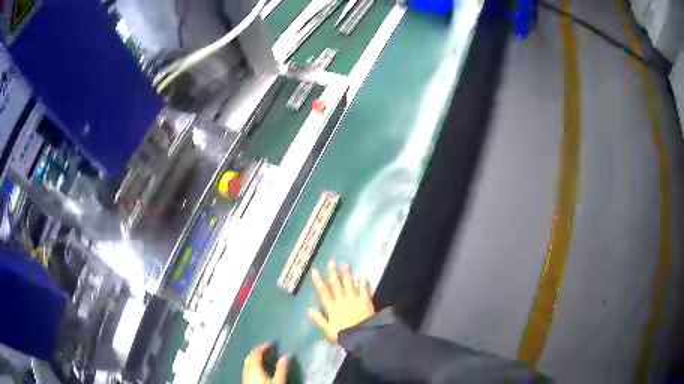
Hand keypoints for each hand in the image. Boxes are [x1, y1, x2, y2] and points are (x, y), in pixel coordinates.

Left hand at [242, 344, 287, 383]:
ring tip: (266, 358)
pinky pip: (248, 368)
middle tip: (269, 349)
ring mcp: (245, 375)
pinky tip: (261, 369)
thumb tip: (285, 356)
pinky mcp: (246, 381)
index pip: (256, 352)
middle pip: (250, 356)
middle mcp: (247, 369)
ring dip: (256, 358)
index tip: (272, 343)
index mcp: (254, 367)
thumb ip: (282, 368)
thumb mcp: (279, 381)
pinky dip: (254, 365)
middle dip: (259, 351)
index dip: (263, 346)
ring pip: (248, 362)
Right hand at [308, 260, 374, 341]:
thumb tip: (309, 309)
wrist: (362, 336)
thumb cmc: (344, 335)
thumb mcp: (328, 330)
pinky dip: (363, 281)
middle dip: (333, 273)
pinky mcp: (366, 301)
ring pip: (349, 284)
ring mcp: (354, 299)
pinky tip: (363, 274)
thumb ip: (319, 319)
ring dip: (347, 274)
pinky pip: (364, 289)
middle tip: (331, 262)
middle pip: (336, 285)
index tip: (315, 271)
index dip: (319, 282)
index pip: (323, 293)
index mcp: (332, 308)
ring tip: (345, 264)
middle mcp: (342, 301)